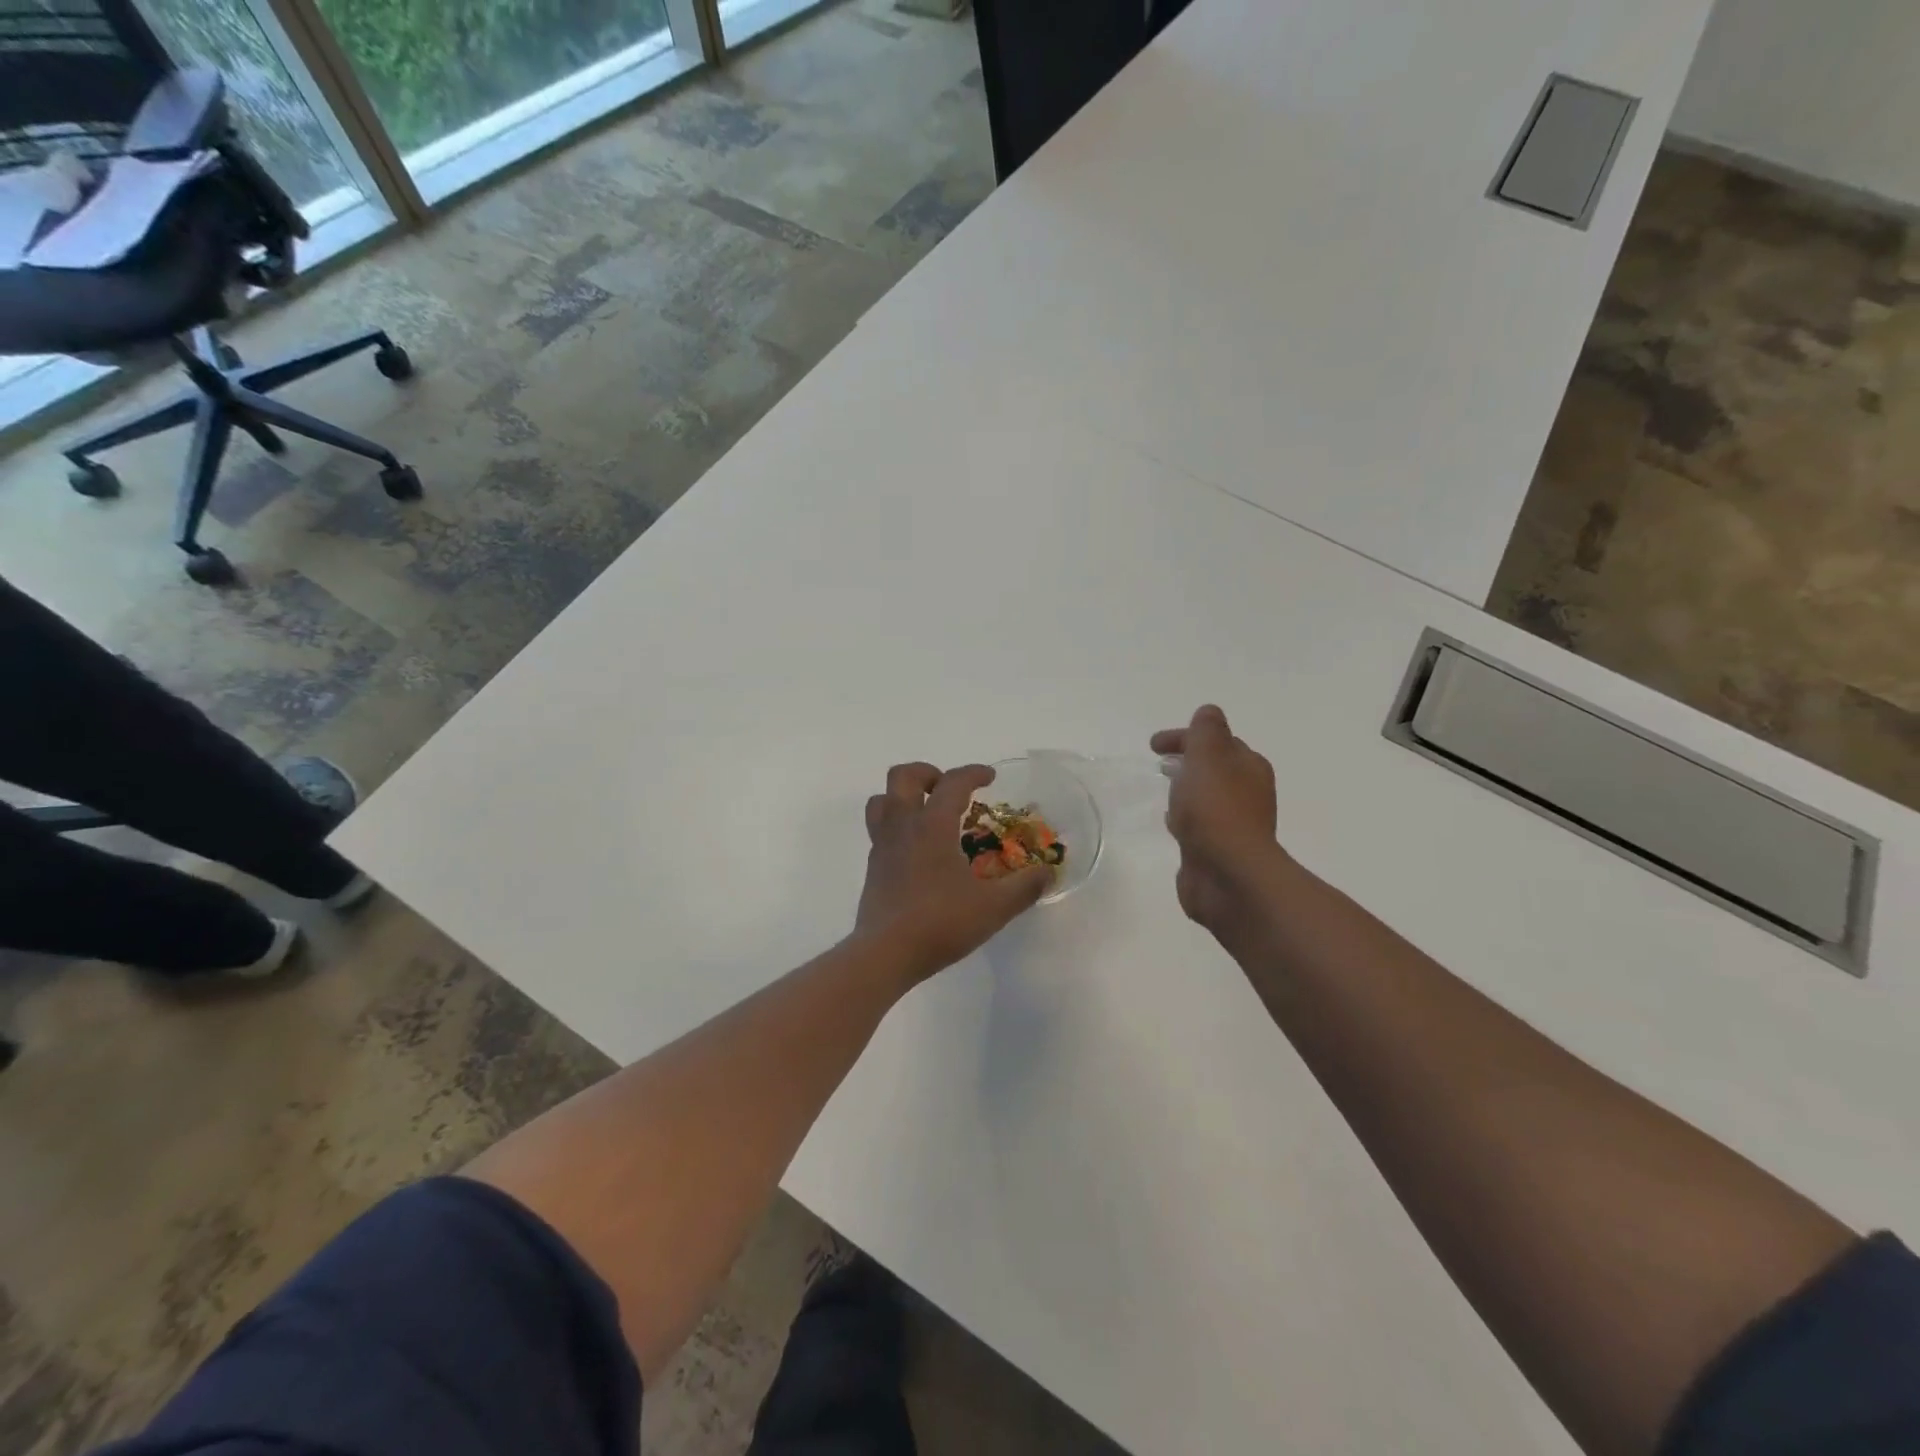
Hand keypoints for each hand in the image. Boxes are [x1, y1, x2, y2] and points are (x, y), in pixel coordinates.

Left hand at [855, 762, 1052, 980]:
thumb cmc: (940, 923)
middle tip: (948, 789)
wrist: (884, 954)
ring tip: (926, 811)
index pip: (952, 783)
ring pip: (881, 800)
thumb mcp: (993, 908)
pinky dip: (898, 826)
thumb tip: (1047, 873)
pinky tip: (917, 850)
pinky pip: (879, 829)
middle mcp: (902, 826)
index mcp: (932, 825)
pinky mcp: (872, 867)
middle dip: (927, 773)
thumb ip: (1024, 888)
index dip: (973, 773)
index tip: (990, 777)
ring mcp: (882, 845)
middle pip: (902, 776)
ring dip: (903, 795)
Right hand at [1150, 706, 1286, 945]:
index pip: (1217, 740)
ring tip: (1166, 791)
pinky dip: (1185, 818)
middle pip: (1215, 768)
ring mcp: (1234, 825)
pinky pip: (1199, 825)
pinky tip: (1173, 825)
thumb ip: (1205, 731)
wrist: (1228, 876)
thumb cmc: (1216, 810)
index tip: (1154, 745)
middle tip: (1161, 763)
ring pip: (1207, 797)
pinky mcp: (1218, 851)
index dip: (1186, 737)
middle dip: (1190, 761)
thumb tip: (1208, 713)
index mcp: (1249, 767)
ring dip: (1187, 790)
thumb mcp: (1208, 756)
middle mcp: (1247, 793)